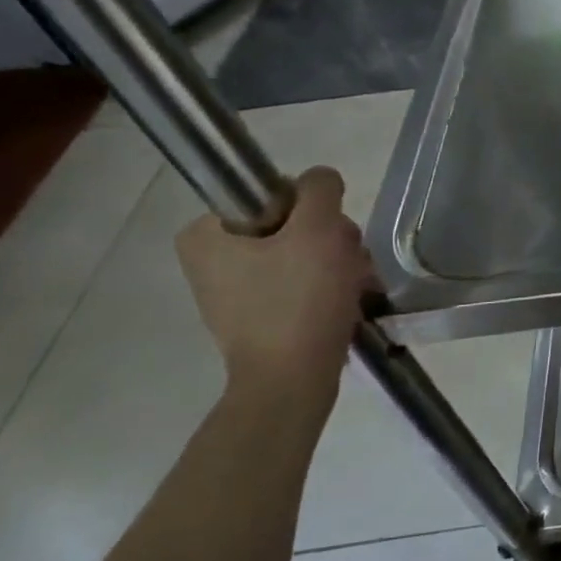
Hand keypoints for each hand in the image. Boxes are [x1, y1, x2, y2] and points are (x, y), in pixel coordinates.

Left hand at [175, 166, 375, 395]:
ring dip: (338, 265)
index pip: (276, 194)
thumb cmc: (299, 301)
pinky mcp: (256, 315)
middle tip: (350, 267)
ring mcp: (232, 289)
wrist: (291, 381)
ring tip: (355, 289)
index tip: (332, 239)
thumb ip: (320, 190)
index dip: (316, 212)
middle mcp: (210, 258)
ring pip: (302, 254)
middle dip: (333, 243)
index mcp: (205, 232)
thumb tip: (320, 180)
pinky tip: (345, 304)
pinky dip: (327, 289)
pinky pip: (299, 284)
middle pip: (293, 225)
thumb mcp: (318, 230)